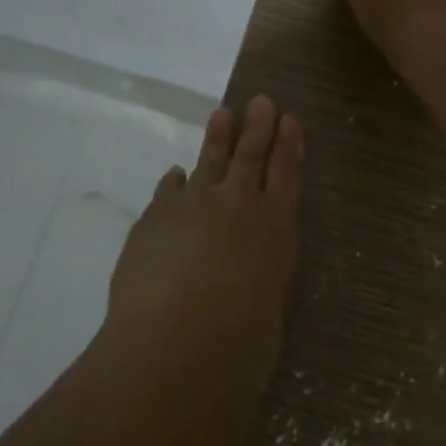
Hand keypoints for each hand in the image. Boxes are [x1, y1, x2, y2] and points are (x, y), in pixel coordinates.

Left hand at [105, 96, 302, 359]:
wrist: (174, 345)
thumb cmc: (239, 344)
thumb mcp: (268, 306)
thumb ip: (261, 277)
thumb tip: (247, 269)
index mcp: (276, 228)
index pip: (286, 175)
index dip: (288, 146)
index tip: (290, 120)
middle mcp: (238, 206)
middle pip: (250, 156)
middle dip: (257, 127)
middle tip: (260, 100)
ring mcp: (193, 206)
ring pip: (209, 162)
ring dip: (217, 138)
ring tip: (222, 114)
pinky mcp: (155, 217)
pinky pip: (169, 189)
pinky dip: (175, 181)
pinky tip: (176, 174)